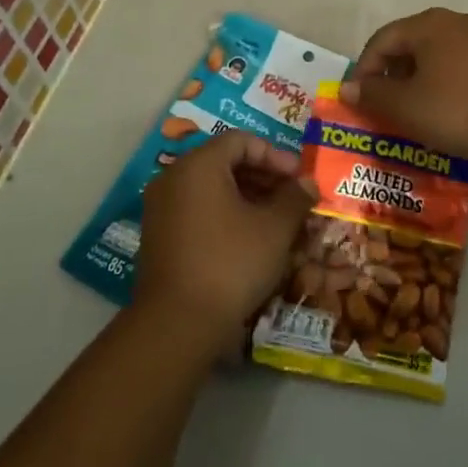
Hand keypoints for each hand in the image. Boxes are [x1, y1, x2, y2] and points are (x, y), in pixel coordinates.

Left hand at [134, 130, 316, 354]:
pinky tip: (252, 239)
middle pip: (225, 162)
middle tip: (293, 198)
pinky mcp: (160, 236)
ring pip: (212, 188)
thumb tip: (308, 183)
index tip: (299, 178)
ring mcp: (161, 208)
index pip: (242, 141)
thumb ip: (295, 198)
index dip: (276, 155)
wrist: (177, 325)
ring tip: (278, 220)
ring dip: (248, 197)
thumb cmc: (230, 263)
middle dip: (264, 177)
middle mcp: (174, 177)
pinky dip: (226, 215)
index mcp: (199, 165)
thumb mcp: (275, 228)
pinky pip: (199, 210)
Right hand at [340, 8, 467, 159]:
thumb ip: (373, 95)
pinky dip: (442, 78)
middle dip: (391, 72)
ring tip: (412, 107)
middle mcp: (454, 19)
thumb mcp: (406, 106)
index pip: (383, 39)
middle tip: (383, 103)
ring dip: (417, 76)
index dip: (365, 68)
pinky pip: (458, 60)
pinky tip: (443, 104)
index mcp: (428, 24)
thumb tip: (348, 88)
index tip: (359, 98)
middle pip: (410, 42)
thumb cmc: (456, 109)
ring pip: (435, 52)